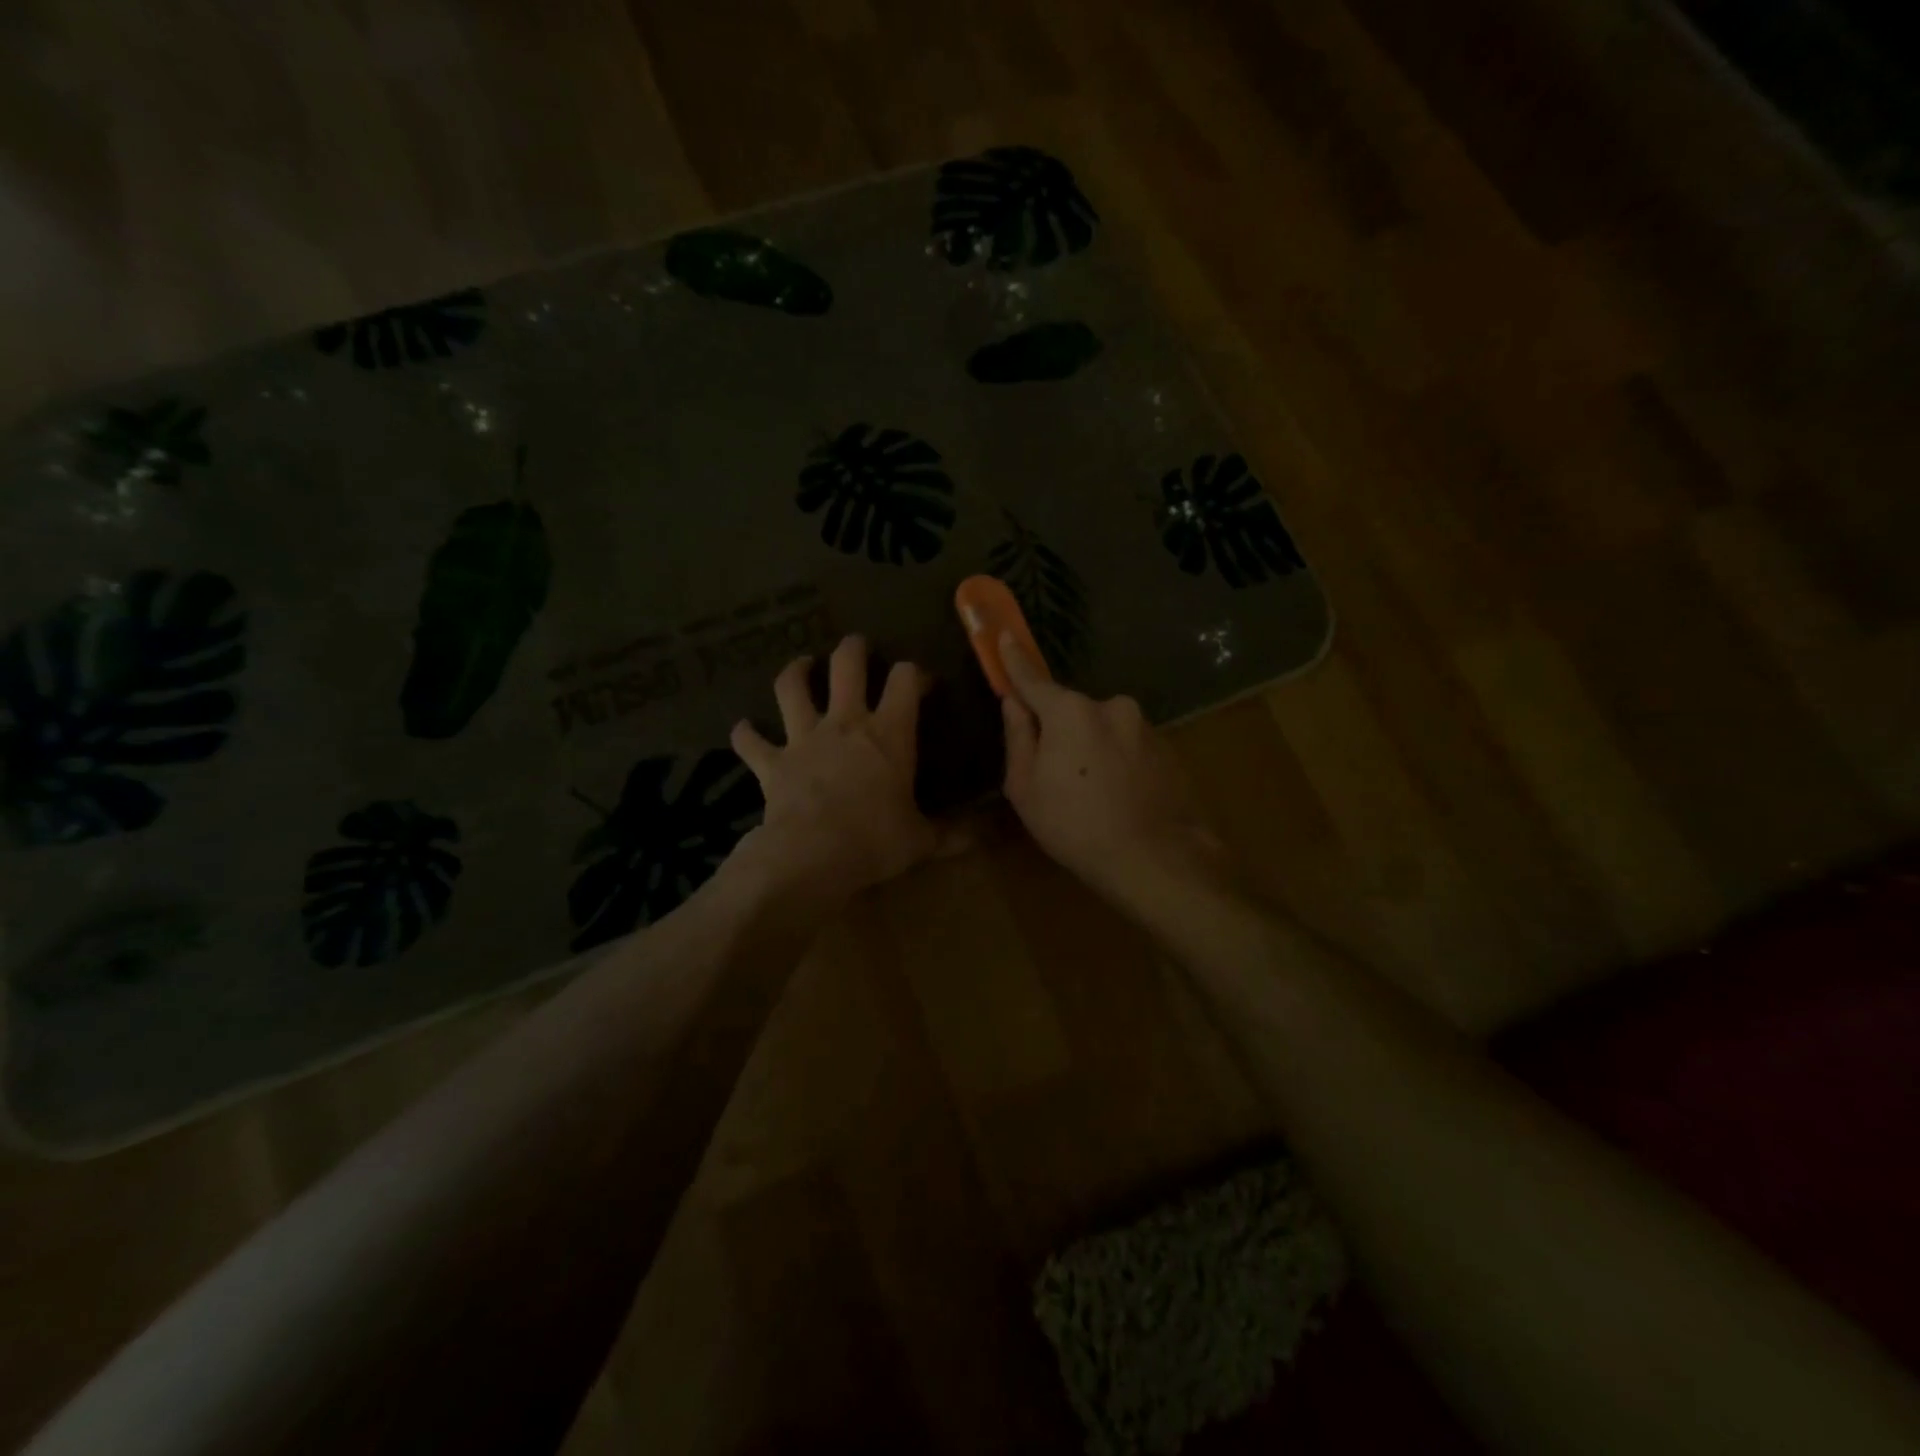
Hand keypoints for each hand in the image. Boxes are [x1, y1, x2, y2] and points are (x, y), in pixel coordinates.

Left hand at [729, 636, 956, 904]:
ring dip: (795, 672)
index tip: (922, 681)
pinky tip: (743, 729)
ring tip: (801, 665)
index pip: (906, 681)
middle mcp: (845, 723)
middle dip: (853, 649)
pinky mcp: (772, 762)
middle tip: (857, 647)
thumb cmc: (875, 841)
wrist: (812, 856)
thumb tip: (985, 834)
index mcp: (888, 733)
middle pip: (846, 665)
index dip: (915, 673)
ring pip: (792, 688)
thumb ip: (953, 834)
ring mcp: (804, 738)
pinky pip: (751, 741)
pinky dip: (746, 733)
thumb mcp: (922, 840)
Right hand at [1000, 634, 1229, 906]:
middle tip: (1056, 774)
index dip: (1014, 660)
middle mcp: (1111, 706)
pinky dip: (1118, 762)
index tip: (1004, 636)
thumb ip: (1018, 738)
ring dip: (1092, 749)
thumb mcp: (1026, 788)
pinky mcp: (1168, 748)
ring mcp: (1145, 726)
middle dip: (1060, 731)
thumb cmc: (1075, 826)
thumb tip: (1014, 704)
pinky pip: (1129, 746)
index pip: (1033, 679)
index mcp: (1070, 711)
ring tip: (1092, 795)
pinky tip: (1119, 797)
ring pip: (1103, 730)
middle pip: (1072, 711)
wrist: (1155, 859)